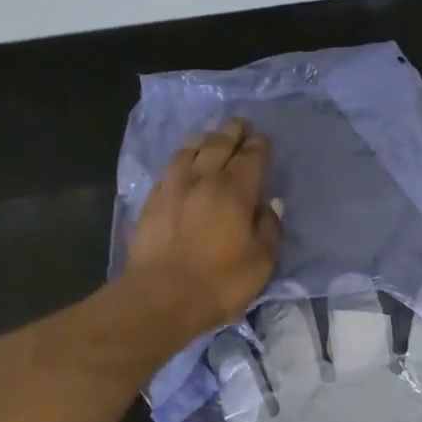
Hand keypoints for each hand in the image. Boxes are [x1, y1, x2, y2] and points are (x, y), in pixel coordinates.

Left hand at [123, 118, 282, 342]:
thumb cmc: (219, 283)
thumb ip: (269, 229)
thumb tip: (269, 205)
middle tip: (241, 124)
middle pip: (220, 144)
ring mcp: (173, 187)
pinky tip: (184, 163)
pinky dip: (183, 158)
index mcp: (236, 191)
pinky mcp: (152, 200)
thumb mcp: (261, 263)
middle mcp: (204, 179)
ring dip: (205, 139)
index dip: (259, 145)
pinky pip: (171, 168)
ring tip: (212, 136)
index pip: (252, 157)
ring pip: (190, 149)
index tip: (263, 139)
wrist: (161, 297)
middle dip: (233, 131)